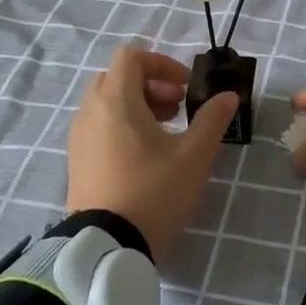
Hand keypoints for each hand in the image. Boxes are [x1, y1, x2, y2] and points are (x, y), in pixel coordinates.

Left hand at [66, 44, 237, 259]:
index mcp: (116, 101)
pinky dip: (123, 126)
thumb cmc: (154, 192)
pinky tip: (146, 157)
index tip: (186, 88)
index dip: (163, 64)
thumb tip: (228, 96)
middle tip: (179, 109)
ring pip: (108, 103)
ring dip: (139, 106)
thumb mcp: (194, 155)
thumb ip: (212, 119)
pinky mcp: (77, 162)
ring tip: (167, 134)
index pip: (132, 57)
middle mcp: (91, 112)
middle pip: (119, 78)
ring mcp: (79, 138)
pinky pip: (99, 126)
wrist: (107, 248)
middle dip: (152, 85)